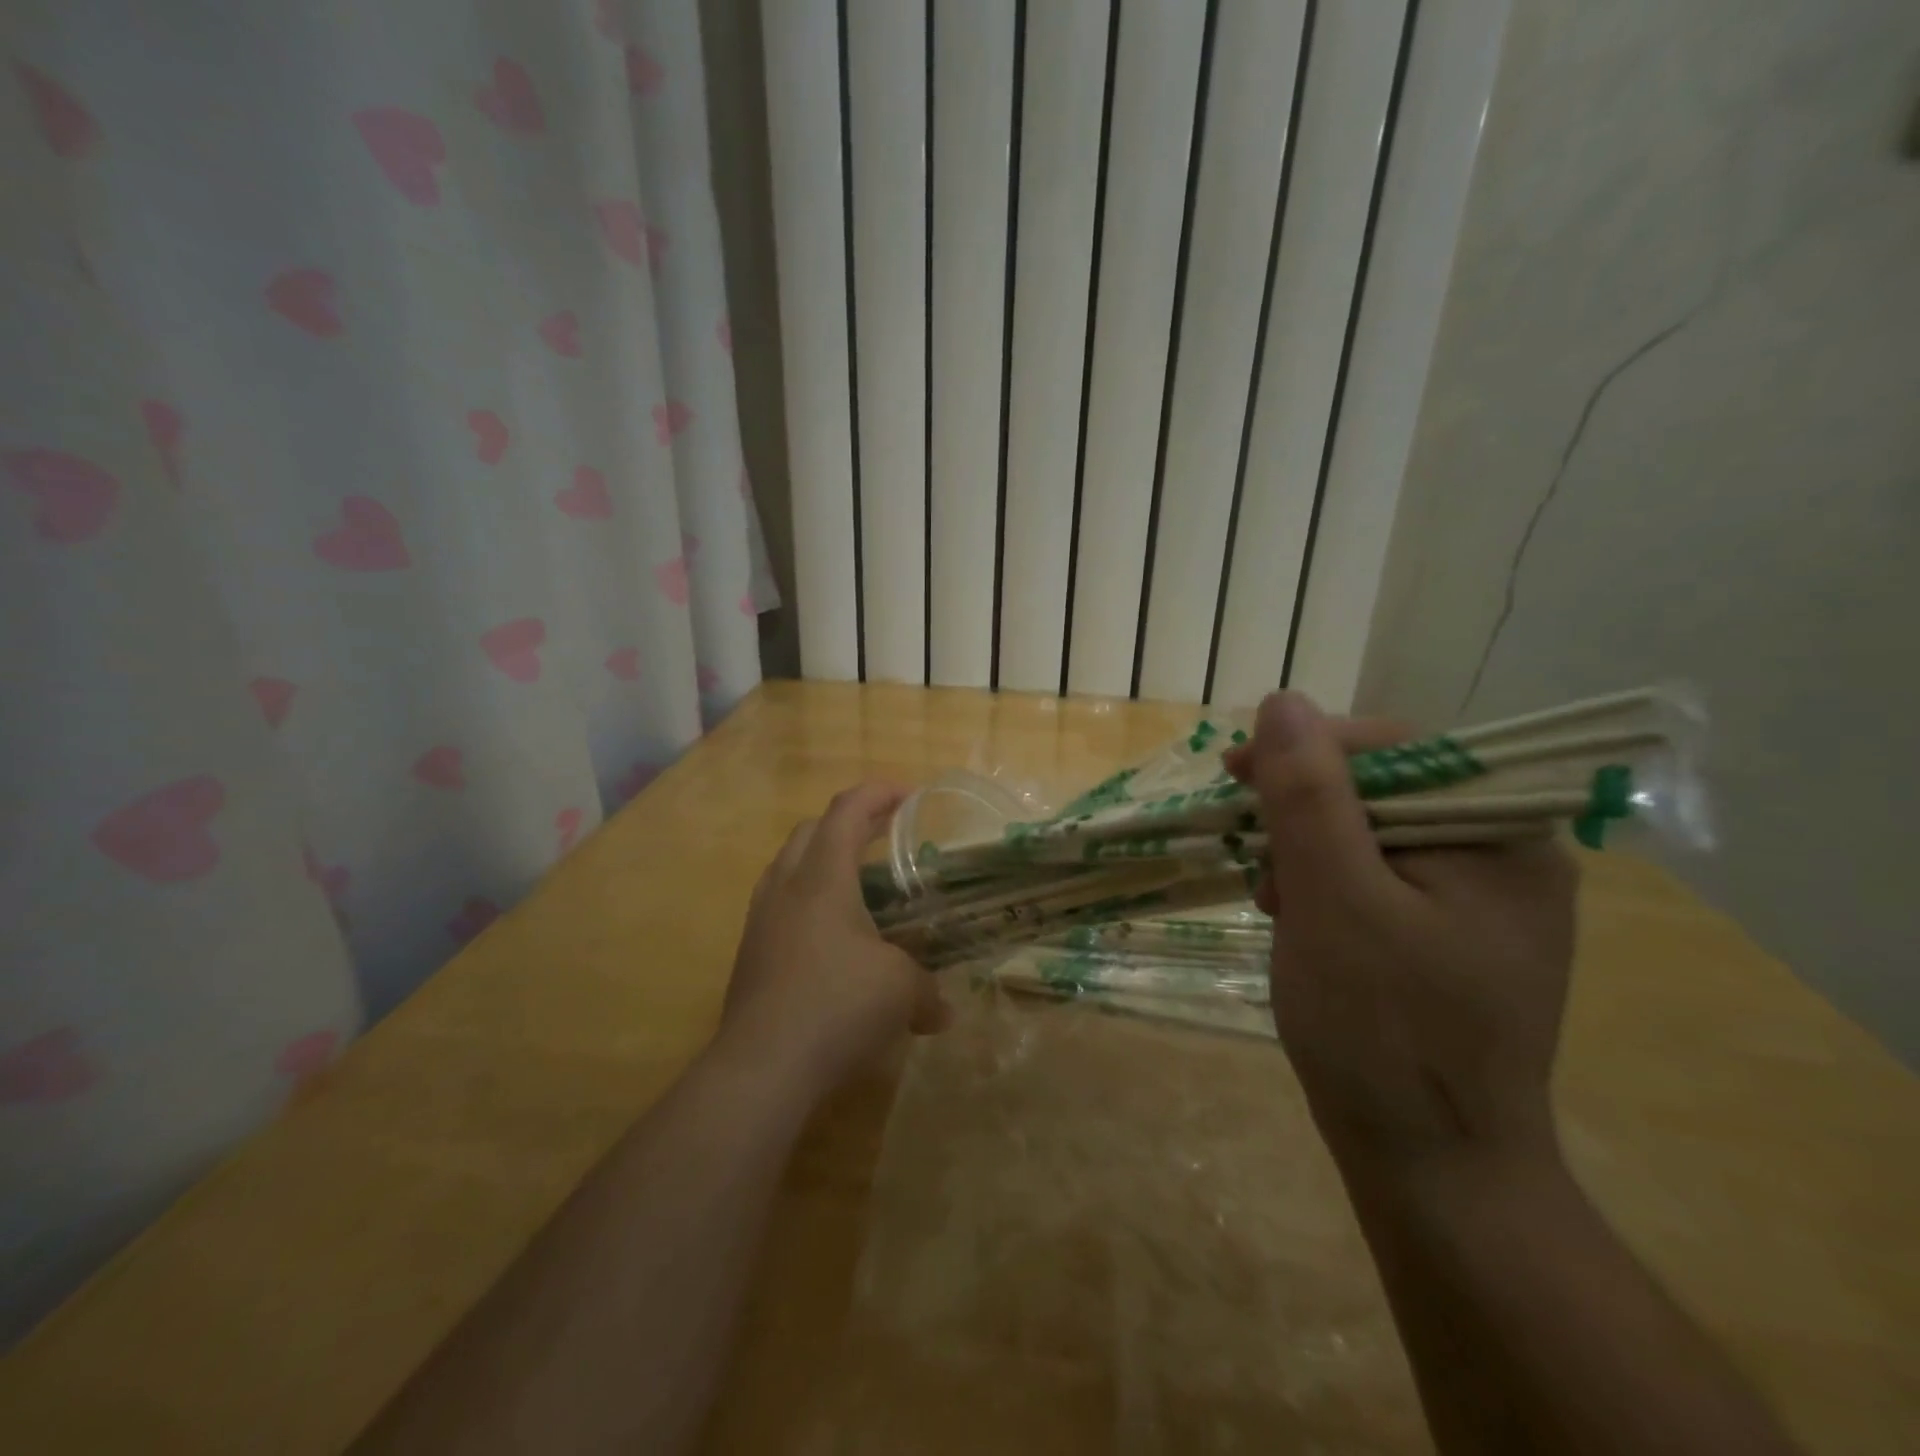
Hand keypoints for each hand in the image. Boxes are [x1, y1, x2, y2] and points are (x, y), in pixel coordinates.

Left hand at [720, 781, 948, 1092]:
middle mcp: (786, 887)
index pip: (847, 811)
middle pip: (812, 830)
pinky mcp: (749, 953)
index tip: (909, 795)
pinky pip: (779, 904)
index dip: (878, 793)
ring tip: (858, 883)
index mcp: (823, 877)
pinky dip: (808, 900)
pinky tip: (832, 936)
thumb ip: (928, 990)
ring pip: (789, 866)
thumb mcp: (901, 991)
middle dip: (850, 822)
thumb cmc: (837, 1006)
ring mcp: (761, 919)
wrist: (761, 1067)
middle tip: (885, 835)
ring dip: (823, 860)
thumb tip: (942, 1012)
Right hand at [1223, 692, 1576, 1169]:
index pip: (1397, 749)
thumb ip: (1308, 795)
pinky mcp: (1450, 933)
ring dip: (1307, 850)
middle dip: (1303, 811)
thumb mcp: (1332, 899)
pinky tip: (1295, 916)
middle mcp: (1506, 854)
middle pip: (1383, 789)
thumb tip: (1283, 702)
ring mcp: (1480, 898)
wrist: (1433, 1168)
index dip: (1307, 751)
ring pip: (1371, 833)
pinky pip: (1377, 877)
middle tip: (1250, 849)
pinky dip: (1326, 885)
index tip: (1233, 775)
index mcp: (1501, 835)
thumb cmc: (1383, 1031)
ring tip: (1272, 897)